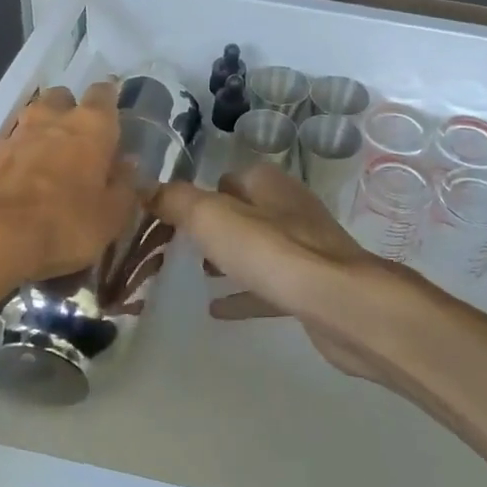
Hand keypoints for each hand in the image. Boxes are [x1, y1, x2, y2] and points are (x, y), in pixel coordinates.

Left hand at [0, 82, 137, 282]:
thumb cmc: (64, 222)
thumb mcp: (111, 216)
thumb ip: (123, 187)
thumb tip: (128, 167)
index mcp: (92, 125)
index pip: (104, 94)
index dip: (109, 102)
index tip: (114, 117)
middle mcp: (53, 118)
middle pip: (63, 98)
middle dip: (70, 111)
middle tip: (79, 141)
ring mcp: (16, 134)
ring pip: (34, 119)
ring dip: (42, 133)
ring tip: (50, 163)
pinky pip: (10, 147)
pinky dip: (18, 158)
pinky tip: (22, 182)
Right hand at [153, 163, 429, 382]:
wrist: (342, 304)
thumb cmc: (274, 253)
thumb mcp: (213, 219)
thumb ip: (177, 201)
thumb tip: (144, 185)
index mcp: (268, 184)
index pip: (228, 177)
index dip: (201, 193)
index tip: (171, 216)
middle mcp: (288, 208)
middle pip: (244, 211)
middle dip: (214, 226)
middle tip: (180, 246)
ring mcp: (305, 247)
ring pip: (258, 247)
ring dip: (230, 258)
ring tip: (196, 274)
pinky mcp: (312, 284)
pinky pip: (269, 285)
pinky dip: (244, 293)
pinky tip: (219, 310)